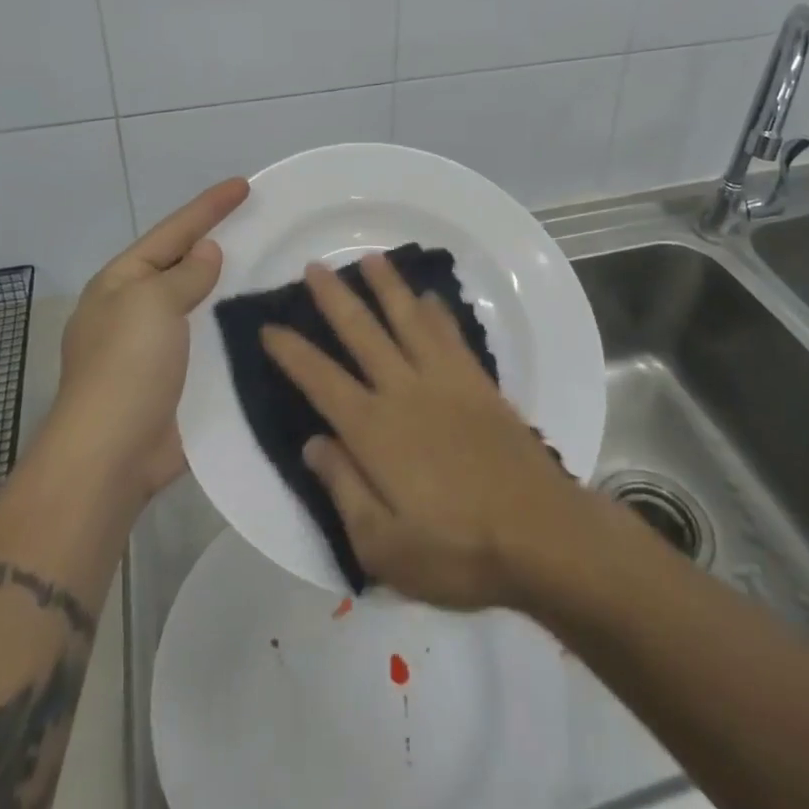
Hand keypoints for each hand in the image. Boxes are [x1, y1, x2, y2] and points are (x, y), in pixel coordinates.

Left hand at [46, 177, 249, 501]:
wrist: (112, 455)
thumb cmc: (126, 366)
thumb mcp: (152, 303)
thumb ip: (185, 274)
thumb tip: (207, 253)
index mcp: (122, 282)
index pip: (173, 232)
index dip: (209, 207)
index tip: (243, 185)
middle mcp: (136, 309)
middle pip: (185, 264)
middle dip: (220, 243)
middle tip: (262, 223)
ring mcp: (156, 347)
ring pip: (202, 303)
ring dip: (231, 287)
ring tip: (272, 267)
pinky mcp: (178, 379)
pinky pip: (211, 340)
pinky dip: (234, 327)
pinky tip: (264, 320)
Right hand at [262, 253, 588, 610]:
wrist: (540, 533)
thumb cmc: (457, 550)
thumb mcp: (383, 546)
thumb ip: (343, 488)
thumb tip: (312, 442)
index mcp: (374, 429)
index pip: (321, 380)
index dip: (292, 352)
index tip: (269, 325)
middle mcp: (404, 391)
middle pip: (362, 333)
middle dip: (334, 298)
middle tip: (313, 266)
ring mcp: (445, 380)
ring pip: (408, 319)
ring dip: (387, 286)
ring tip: (370, 258)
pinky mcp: (478, 383)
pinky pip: (451, 335)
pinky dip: (437, 312)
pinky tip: (429, 297)